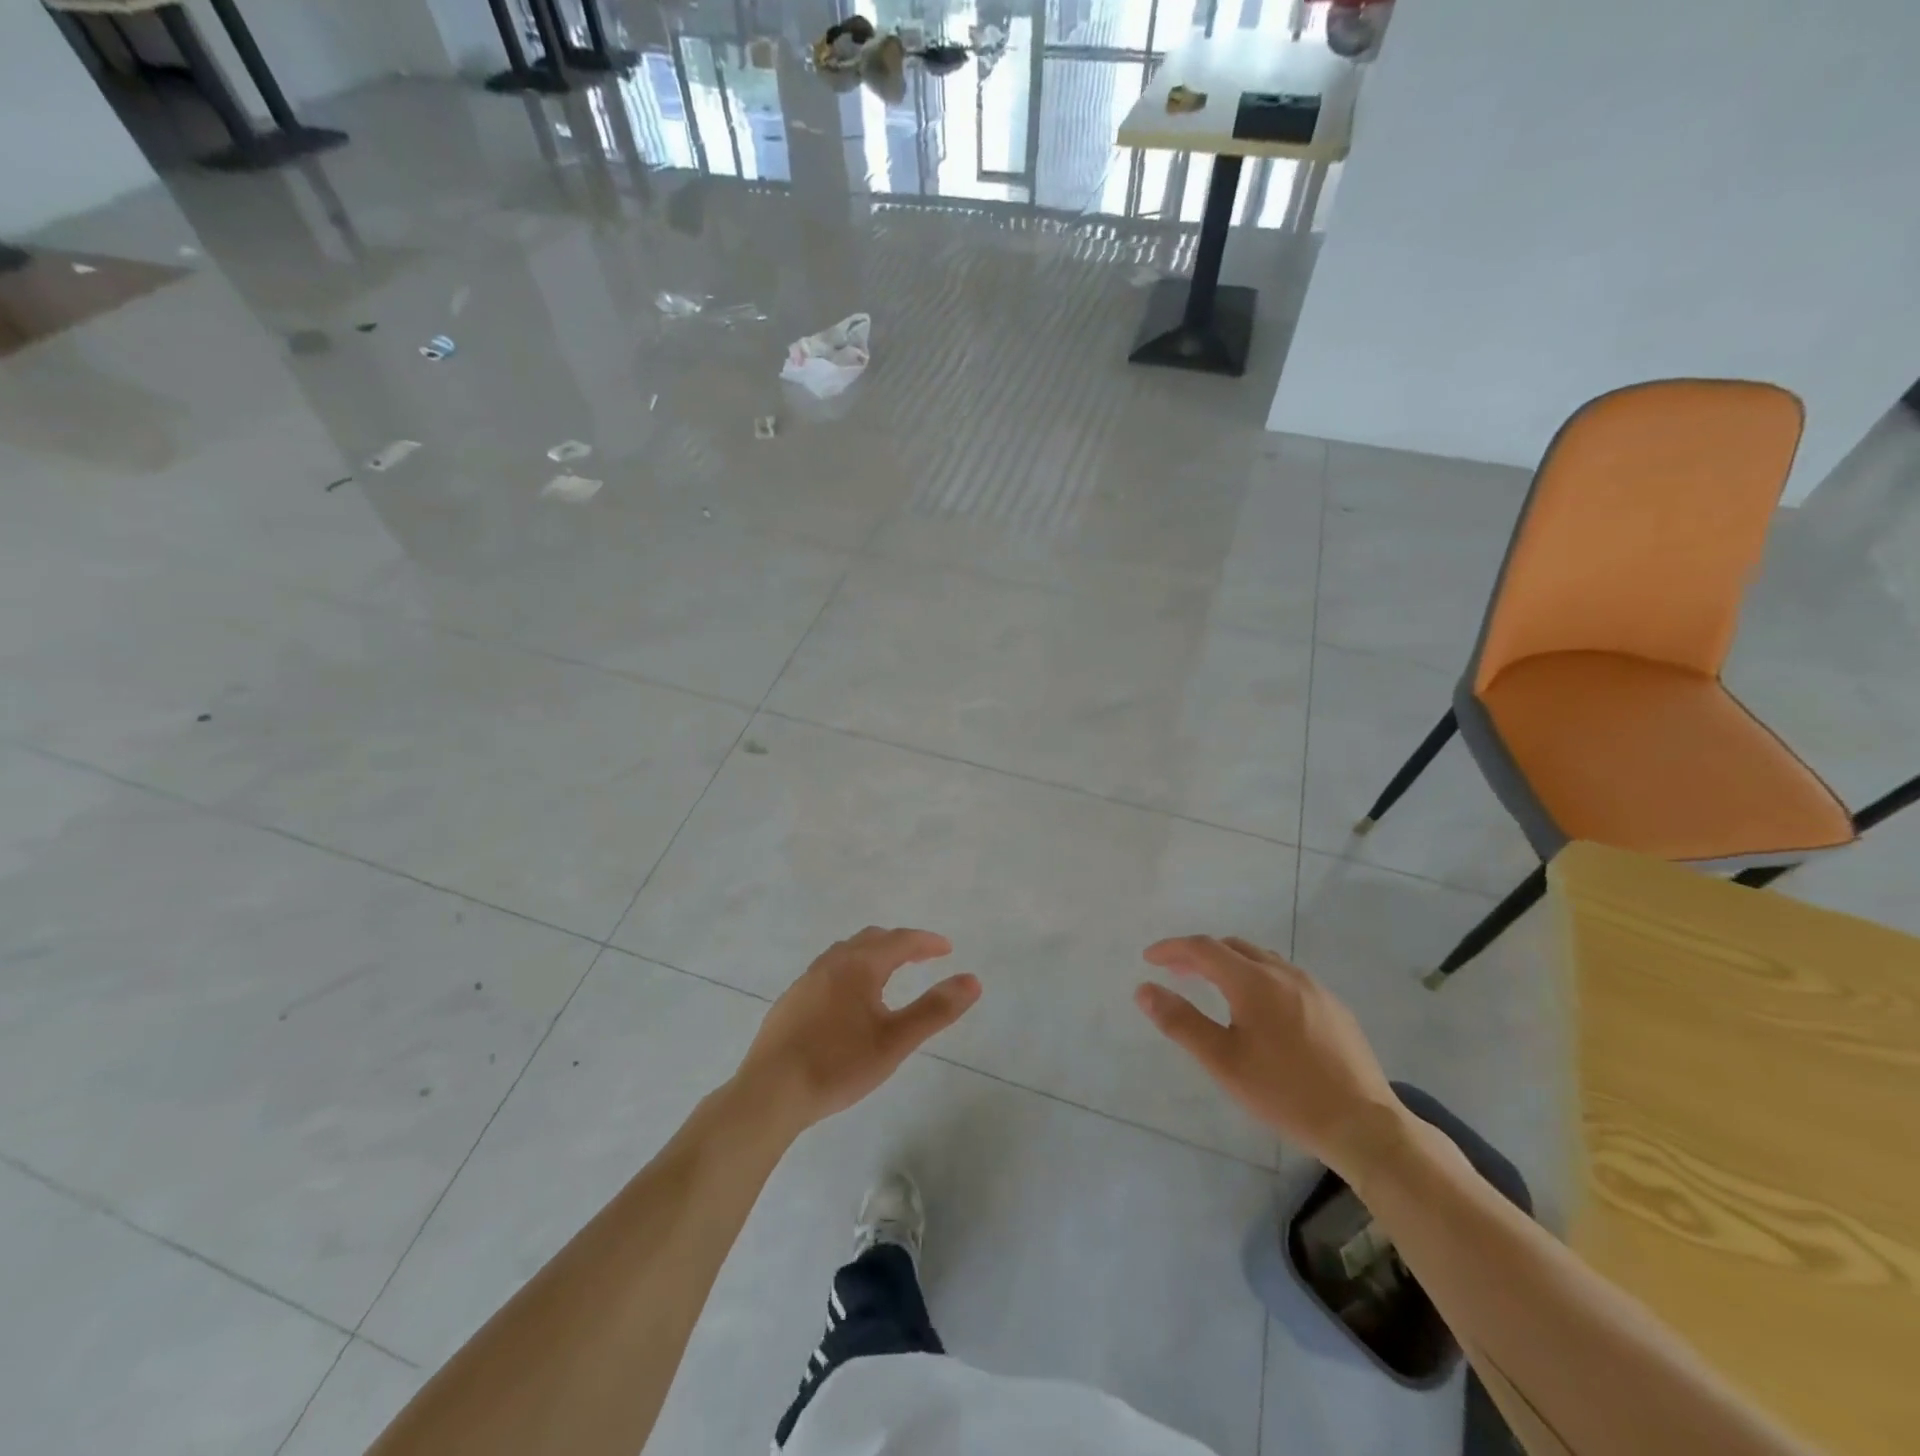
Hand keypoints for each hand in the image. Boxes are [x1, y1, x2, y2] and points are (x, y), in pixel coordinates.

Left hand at [736, 927, 980, 1134]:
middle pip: (871, 939)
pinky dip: (850, 972)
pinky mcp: (790, 1002)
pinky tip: (848, 1001)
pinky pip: (828, 972)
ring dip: (872, 955)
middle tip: (922, 957)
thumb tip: (972, 980)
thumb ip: (935, 1009)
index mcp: (859, 965)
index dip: (926, 942)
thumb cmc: (838, 1064)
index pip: (900, 941)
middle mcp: (831, 963)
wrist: (769, 1093)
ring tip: (888, 974)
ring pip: (845, 953)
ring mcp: (806, 981)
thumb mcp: (895, 1041)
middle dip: (900, 944)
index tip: (947, 948)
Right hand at [1136, 936, 1400, 1174]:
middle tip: (1176, 973)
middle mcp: (1284, 973)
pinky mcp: (1333, 1006)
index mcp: (1253, 981)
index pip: (1203, 948)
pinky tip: (1261, 1009)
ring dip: (1230, 964)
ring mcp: (1314, 988)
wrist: (1364, 1125)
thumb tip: (1144, 989)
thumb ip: (1180, 1021)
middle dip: (1199, 954)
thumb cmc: (1285, 1092)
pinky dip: (1259, 978)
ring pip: (1261, 959)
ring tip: (1214, 987)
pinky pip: (1286, 977)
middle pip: (1232, 947)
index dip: (1172, 949)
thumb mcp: (1222, 1061)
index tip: (1149, 958)